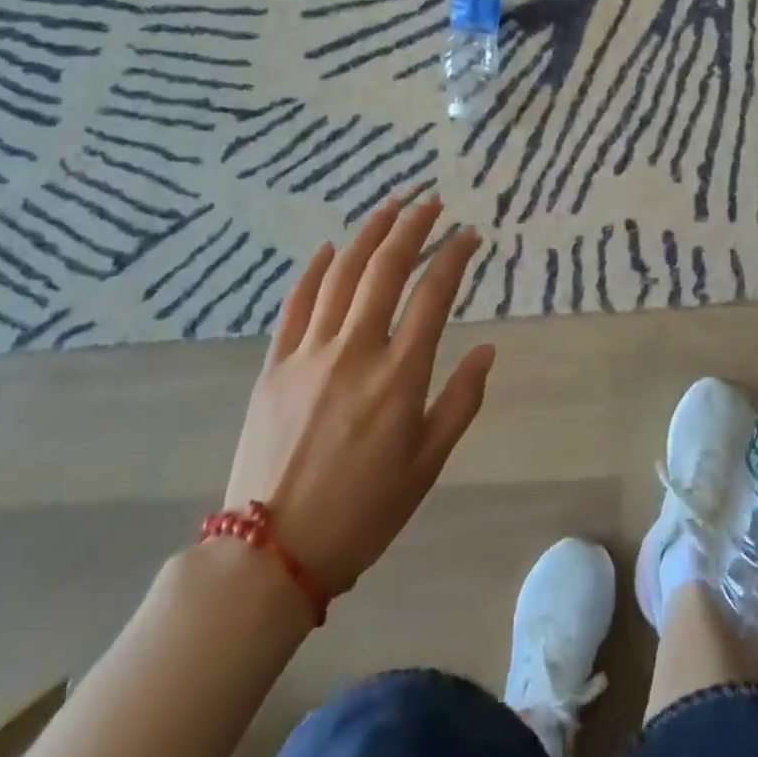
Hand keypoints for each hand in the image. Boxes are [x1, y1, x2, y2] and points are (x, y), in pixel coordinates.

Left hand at [222, 196, 494, 597]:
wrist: (270, 556)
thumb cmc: (362, 512)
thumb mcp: (427, 465)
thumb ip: (461, 402)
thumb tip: (487, 350)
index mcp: (399, 375)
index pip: (434, 294)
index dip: (454, 255)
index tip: (469, 234)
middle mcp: (356, 350)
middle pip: (387, 269)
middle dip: (412, 226)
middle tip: (431, 201)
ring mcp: (310, 353)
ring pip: (342, 274)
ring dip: (369, 234)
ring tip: (390, 206)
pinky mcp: (275, 365)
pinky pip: (296, 304)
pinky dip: (314, 270)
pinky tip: (331, 247)